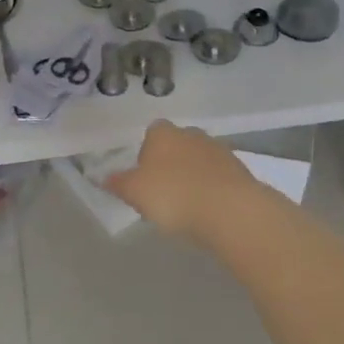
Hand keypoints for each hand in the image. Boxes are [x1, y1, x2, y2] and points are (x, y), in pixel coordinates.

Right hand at [102, 121, 263, 240]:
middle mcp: (192, 134)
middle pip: (176, 146)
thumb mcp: (134, 193)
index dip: (146, 154)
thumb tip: (103, 177)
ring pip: (198, 161)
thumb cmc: (173, 196)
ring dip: (193, 177)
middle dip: (170, 165)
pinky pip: (218, 177)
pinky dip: (212, 189)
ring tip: (187, 207)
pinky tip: (208, 210)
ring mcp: (219, 150)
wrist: (230, 210)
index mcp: (163, 133)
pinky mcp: (240, 170)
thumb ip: (118, 183)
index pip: (151, 133)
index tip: (144, 179)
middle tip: (163, 194)